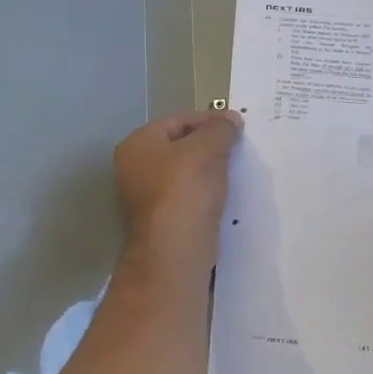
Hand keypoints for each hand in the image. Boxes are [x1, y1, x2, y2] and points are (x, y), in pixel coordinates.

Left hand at [114, 109, 242, 267]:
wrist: (174, 254)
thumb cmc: (184, 191)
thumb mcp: (206, 149)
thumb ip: (219, 129)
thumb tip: (229, 119)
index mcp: (137, 145)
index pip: (177, 121)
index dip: (208, 120)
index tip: (238, 127)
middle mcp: (134, 169)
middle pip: (179, 148)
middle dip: (209, 147)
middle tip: (239, 150)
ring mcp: (145, 199)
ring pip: (184, 175)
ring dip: (209, 173)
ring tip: (236, 173)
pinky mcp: (161, 223)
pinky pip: (187, 200)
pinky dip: (205, 196)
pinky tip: (225, 199)